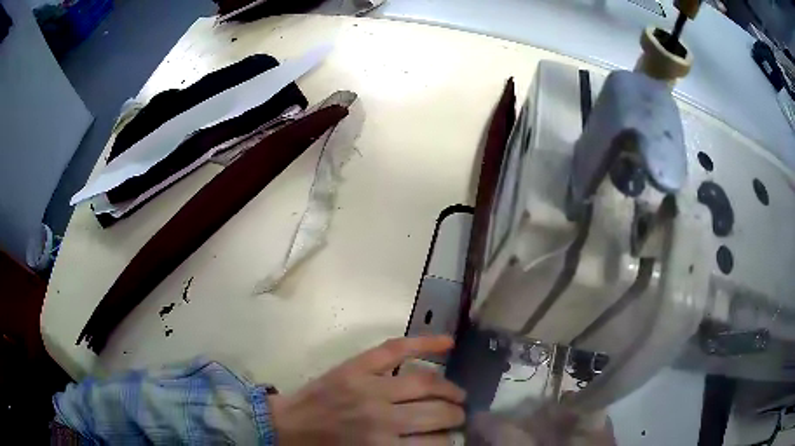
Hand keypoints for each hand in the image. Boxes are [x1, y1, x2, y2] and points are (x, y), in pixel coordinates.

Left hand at [269, 335, 465, 444]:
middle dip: (455, 415)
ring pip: (426, 381)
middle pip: (437, 412)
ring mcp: (370, 386)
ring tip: (457, 394)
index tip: (454, 438)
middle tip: (458, 415)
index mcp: (382, 445)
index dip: (451, 441)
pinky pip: (396, 349)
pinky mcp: (357, 366)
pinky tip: (448, 342)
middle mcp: (382, 417)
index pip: (436, 444)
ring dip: (450, 389)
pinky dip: (425, 343)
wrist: (287, 426)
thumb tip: (434, 444)